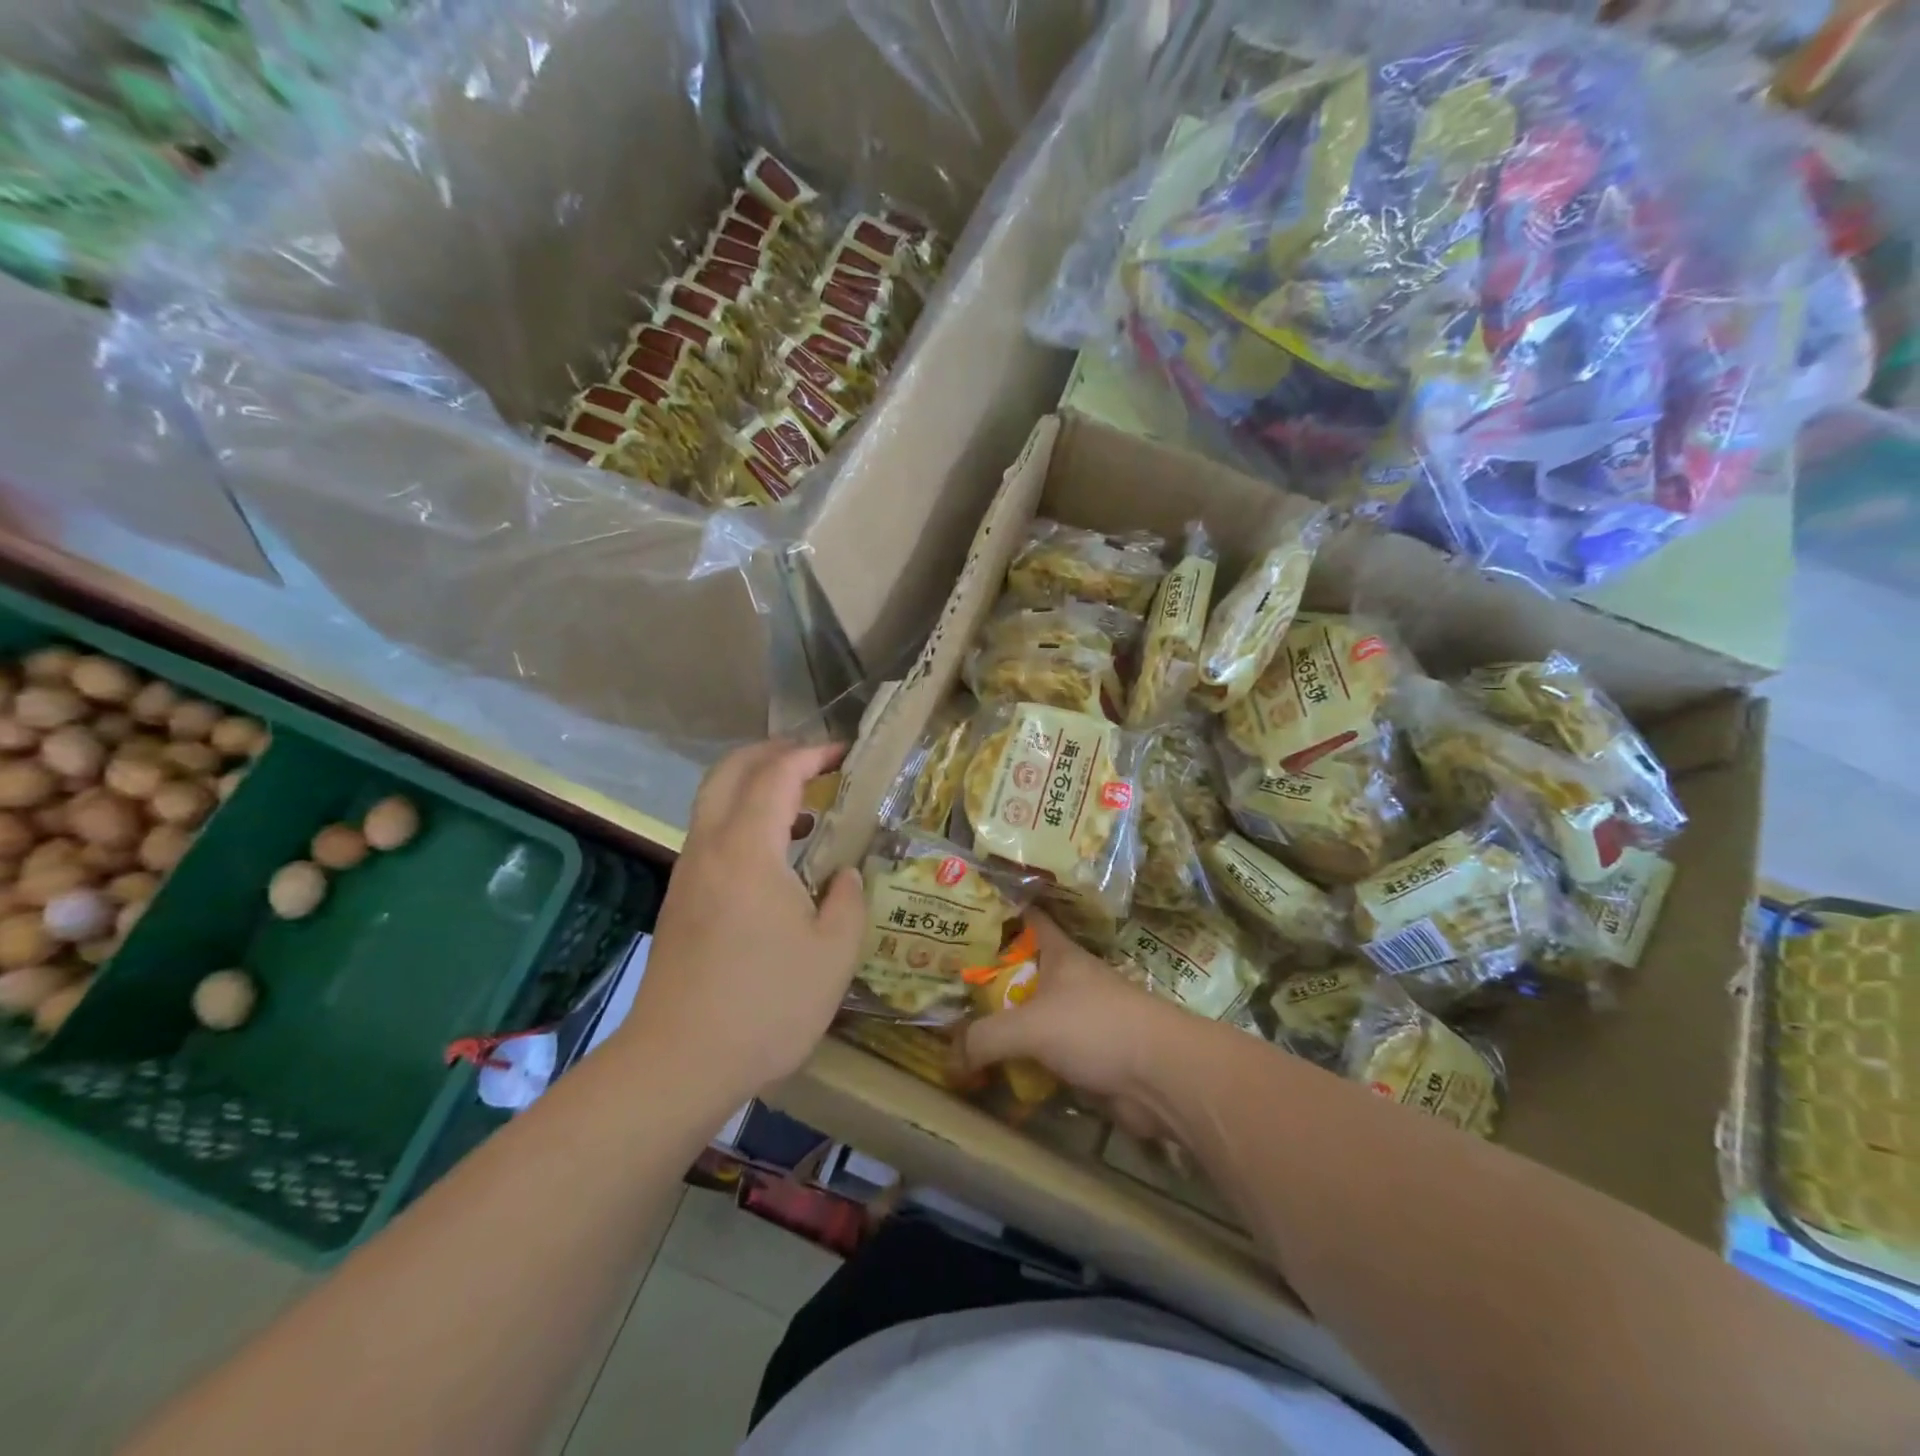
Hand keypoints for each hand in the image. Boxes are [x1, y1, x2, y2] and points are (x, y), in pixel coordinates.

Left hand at [624, 741, 863, 1101]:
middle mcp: (710, 847)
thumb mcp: (833, 954)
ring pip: (714, 802)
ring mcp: (688, 873)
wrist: (677, 1064)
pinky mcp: (679, 900)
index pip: (777, 774)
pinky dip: (743, 820)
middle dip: (772, 753)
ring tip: (804, 808)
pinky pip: (711, 835)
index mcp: (748, 849)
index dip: (812, 754)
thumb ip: (847, 900)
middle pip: (730, 771)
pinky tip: (776, 858)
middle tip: (815, 761)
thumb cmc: (766, 1005)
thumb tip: (843, 874)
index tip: (845, 753)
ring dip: (755, 787)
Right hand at [962, 912, 1191, 1136]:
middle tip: (946, 986)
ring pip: (1032, 1016)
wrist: (1161, 1077)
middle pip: (1023, 972)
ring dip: (1004, 1026)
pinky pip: (1044, 1056)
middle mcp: (1069, 982)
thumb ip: (985, 1037)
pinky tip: (993, 1072)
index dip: (1001, 913)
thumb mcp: (1030, 1026)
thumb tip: (951, 1057)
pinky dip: (1022, 1063)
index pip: (1029, 919)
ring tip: (959, 1032)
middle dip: (989, 979)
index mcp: (1060, 955)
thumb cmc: (1096, 1027)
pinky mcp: (1087, 1058)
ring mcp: (1080, 1020)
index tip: (966, 914)